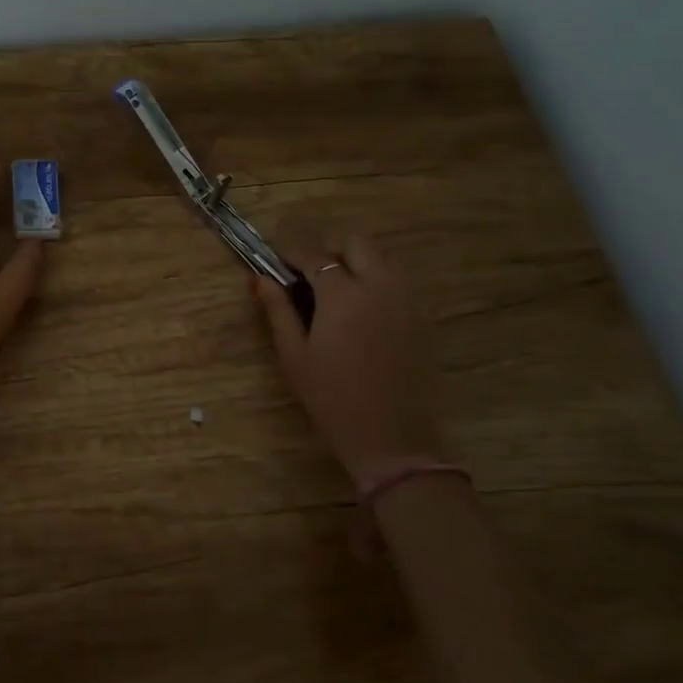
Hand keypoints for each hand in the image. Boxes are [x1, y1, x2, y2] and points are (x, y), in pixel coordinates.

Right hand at [252, 233, 443, 482]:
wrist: (392, 439)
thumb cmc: (332, 399)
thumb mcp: (294, 356)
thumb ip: (278, 311)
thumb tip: (259, 279)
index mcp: (342, 294)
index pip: (314, 256)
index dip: (292, 255)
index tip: (278, 264)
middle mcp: (379, 286)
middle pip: (357, 244)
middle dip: (332, 252)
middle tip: (312, 280)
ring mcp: (406, 300)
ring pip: (383, 258)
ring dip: (358, 264)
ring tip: (339, 295)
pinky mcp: (423, 318)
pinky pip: (400, 283)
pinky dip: (379, 283)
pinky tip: (364, 314)